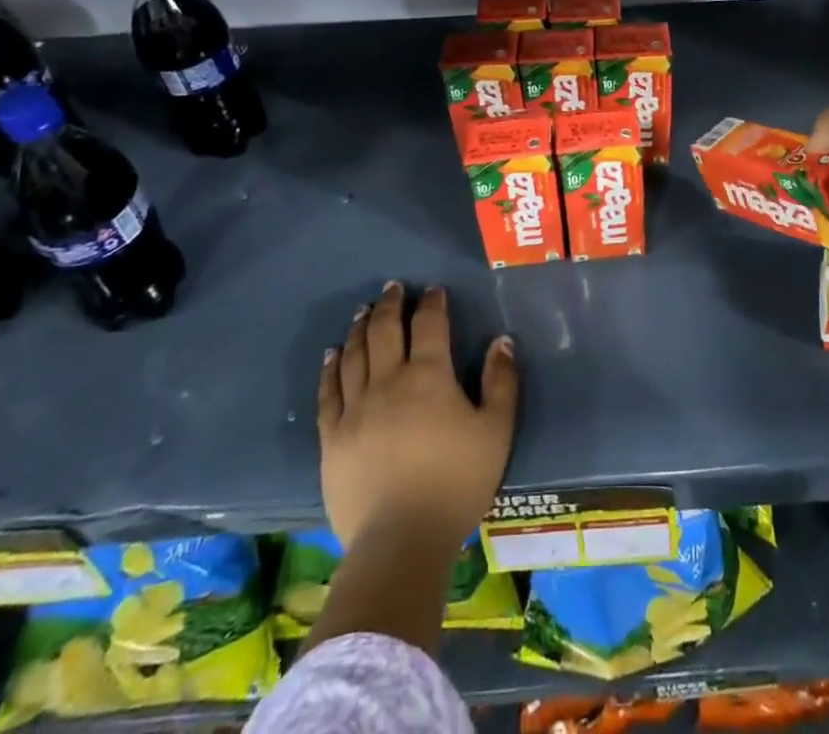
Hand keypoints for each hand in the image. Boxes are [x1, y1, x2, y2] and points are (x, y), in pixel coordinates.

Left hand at [318, 282, 518, 552]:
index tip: (433, 290)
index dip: (432, 303)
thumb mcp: (496, 431)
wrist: (401, 541)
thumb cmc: (456, 483)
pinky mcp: (331, 437)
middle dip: (391, 304)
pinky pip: (327, 392)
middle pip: (386, 330)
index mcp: (429, 376)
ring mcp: (355, 408)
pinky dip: (330, 367)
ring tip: (364, 311)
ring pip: (354, 354)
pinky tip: (333, 354)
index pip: (429, 324)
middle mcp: (388, 381)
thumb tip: (501, 341)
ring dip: (361, 327)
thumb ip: (501, 382)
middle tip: (393, 288)